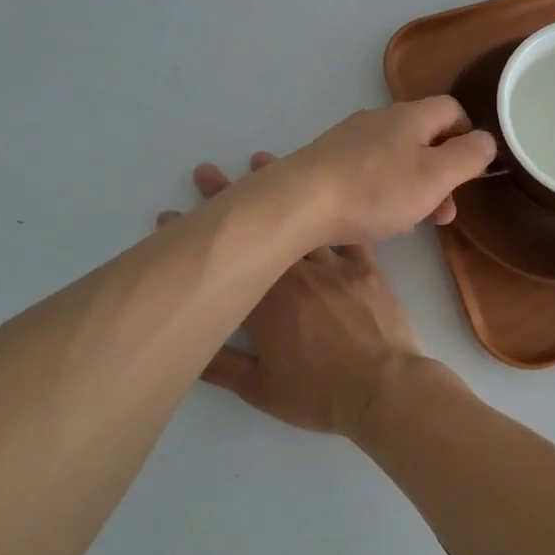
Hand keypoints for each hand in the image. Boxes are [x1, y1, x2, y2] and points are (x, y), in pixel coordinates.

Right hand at [160, 154, 438, 438]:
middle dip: (228, 199)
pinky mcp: (366, 267)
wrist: (384, 388)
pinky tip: (328, 190)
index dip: (194, 238)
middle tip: (205, 173)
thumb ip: (220, 367)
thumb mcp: (260, 389)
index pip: (225, 261)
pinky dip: (334, 210)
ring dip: (280, 191)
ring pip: (302, 220)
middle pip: (259, 230)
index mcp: (265, 302)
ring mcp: (333, 265)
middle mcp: (295, 273)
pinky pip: (347, 232)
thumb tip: (186, 343)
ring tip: (259, 161)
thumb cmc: (318, 392)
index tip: (170, 217)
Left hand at [278, 98, 496, 246]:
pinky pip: (367, 171)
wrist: (300, 201)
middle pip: (422, 137)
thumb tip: (485, 140)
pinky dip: (381, 192)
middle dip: (440, 174)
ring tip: (411, 223)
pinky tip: (375, 219)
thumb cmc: (376, 190)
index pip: (451, 109)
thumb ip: (468, 156)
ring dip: (412, 188)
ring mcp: (349, 138)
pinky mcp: (327, 160)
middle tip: (444, 213)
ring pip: (395, 158)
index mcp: (409, 116)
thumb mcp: (435, 176)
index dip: (468, 135)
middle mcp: (379, 119)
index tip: (470, 170)